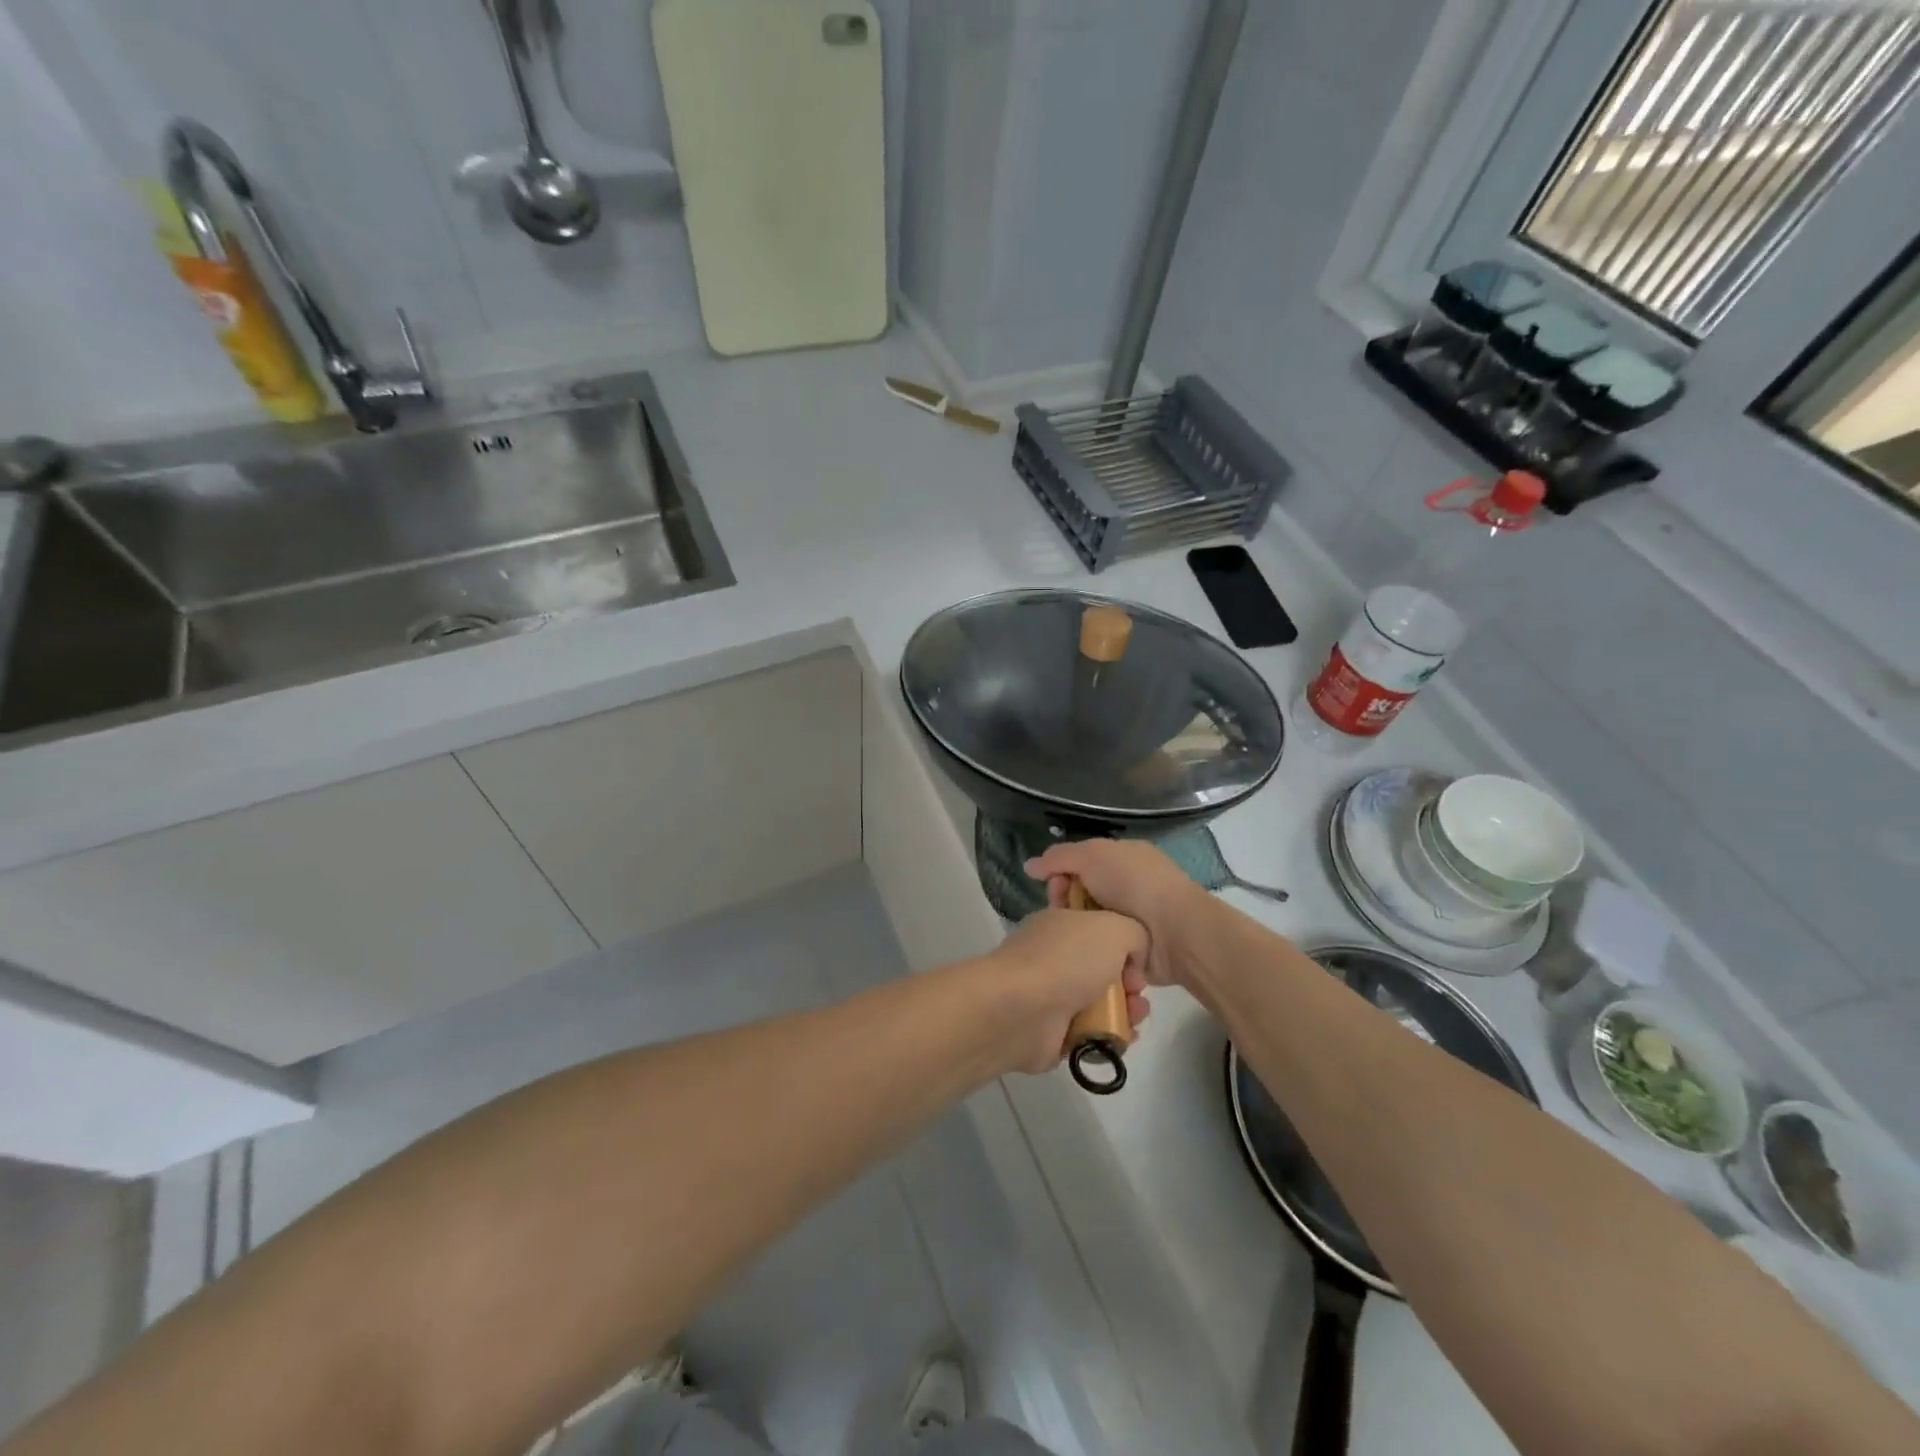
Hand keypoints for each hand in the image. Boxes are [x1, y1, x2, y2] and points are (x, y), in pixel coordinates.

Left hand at [975, 908, 1150, 1075]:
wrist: (1022, 1010)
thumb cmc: (1067, 960)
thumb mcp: (1113, 928)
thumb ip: (1134, 933)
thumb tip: (1134, 954)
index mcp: (1060, 924)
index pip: (1097, 927)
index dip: (1124, 940)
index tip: (1138, 956)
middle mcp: (1054, 956)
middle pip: (1103, 966)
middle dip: (1130, 979)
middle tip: (1138, 990)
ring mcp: (1051, 995)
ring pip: (1100, 1001)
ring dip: (1126, 1009)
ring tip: (1136, 1016)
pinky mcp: (1052, 1032)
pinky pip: (1091, 1032)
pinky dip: (1110, 1034)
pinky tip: (1123, 1036)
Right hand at [1026, 841, 1207, 989]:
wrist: (1175, 931)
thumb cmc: (1135, 884)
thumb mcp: (1092, 855)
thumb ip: (1058, 858)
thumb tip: (1029, 866)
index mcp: (1122, 860)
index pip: (1079, 866)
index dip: (1061, 876)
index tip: (1054, 889)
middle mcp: (1127, 889)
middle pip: (1080, 898)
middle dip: (1066, 907)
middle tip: (1062, 917)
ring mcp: (1131, 923)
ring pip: (1088, 927)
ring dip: (1078, 933)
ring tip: (1071, 942)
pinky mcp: (1133, 954)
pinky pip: (1103, 952)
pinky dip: (1093, 955)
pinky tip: (1082, 960)